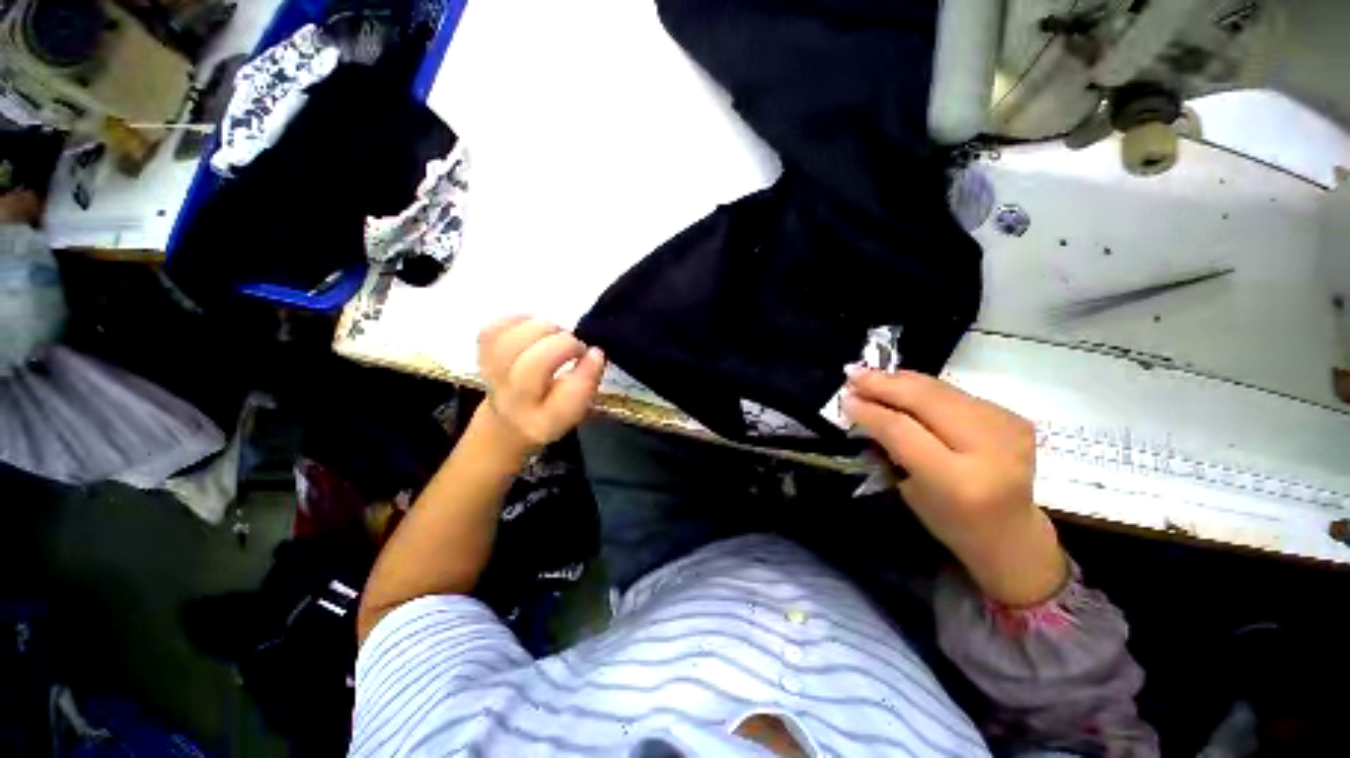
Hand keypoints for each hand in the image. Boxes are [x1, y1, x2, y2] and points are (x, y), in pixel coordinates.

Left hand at [477, 316, 606, 452]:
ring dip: (542, 329)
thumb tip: (595, 352)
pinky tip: (533, 327)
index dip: (587, 369)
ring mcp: (492, 378)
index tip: (596, 355)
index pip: (568, 396)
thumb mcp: (578, 407)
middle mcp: (514, 403)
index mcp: (544, 421)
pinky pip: (492, 330)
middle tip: (575, 346)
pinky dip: (517, 321)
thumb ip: (588, 382)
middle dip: (563, 344)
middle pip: (535, 365)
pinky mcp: (481, 356)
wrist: (508, 420)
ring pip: (511, 343)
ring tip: (555, 335)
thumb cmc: (552, 408)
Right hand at [842, 368, 1065, 605]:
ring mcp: (1008, 428)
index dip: (870, 410)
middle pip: (925, 400)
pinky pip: (955, 392)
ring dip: (900, 379)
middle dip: (883, 384)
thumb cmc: (950, 521)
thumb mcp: (910, 490)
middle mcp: (990, 449)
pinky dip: (922, 386)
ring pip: (940, 389)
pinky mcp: (1014, 416)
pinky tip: (900, 384)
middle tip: (851, 373)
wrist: (1012, 533)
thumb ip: (890, 444)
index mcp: (959, 481)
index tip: (844, 398)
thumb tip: (862, 404)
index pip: (903, 430)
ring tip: (869, 374)